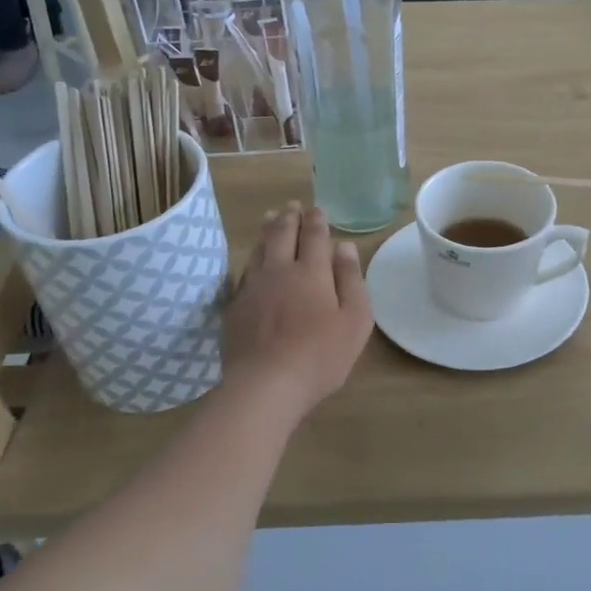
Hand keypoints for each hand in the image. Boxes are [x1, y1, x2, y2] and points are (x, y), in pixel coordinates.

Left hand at [220, 202, 372, 416]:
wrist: (265, 385)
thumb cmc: (320, 355)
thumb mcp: (354, 320)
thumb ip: (351, 280)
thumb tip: (344, 246)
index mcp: (312, 272)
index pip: (314, 236)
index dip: (317, 220)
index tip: (318, 209)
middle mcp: (280, 271)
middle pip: (283, 235)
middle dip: (290, 218)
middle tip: (292, 206)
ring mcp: (253, 287)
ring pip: (260, 249)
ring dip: (268, 230)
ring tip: (271, 218)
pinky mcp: (235, 306)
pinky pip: (244, 271)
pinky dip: (251, 257)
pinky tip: (252, 259)